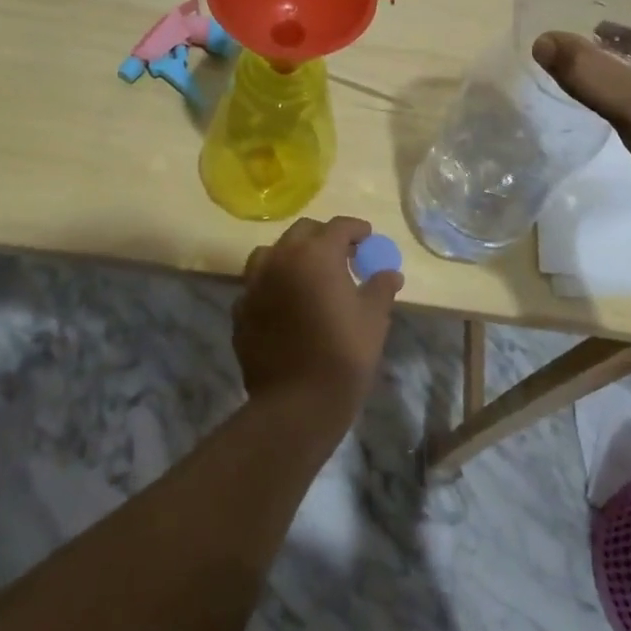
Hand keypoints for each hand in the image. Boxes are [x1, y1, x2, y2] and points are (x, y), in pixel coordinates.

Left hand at [234, 216, 401, 429]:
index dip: (357, 229)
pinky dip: (272, 285)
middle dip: (323, 237)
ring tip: (307, 274)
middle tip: (342, 255)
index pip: (339, 227)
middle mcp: (281, 259)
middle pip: (302, 232)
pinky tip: (284, 303)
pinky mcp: (240, 310)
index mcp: (316, 255)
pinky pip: (256, 285)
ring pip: (271, 253)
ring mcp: (255, 284)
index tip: (367, 238)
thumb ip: (381, 287)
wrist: (296, 404)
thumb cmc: (343, 355)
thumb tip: (390, 273)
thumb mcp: (373, 319)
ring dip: (291, 255)